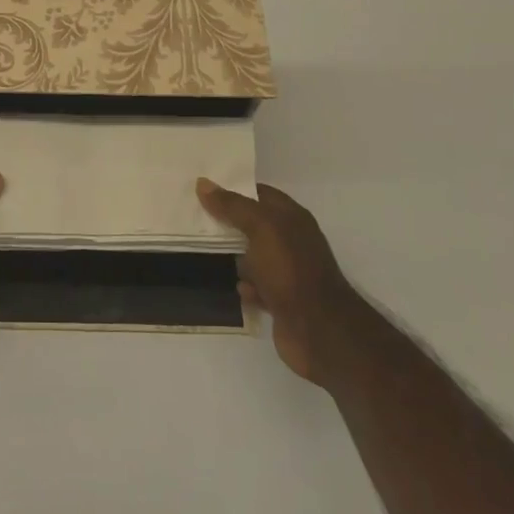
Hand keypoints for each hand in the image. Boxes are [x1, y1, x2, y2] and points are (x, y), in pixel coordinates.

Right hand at [197, 178, 345, 385]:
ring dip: (235, 259)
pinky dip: (246, 287)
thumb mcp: (260, 228)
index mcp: (292, 218)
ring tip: (207, 254)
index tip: (203, 189)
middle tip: (196, 220)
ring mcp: (288, 272)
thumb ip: (232, 206)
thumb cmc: (290, 270)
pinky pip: (257, 286)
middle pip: (253, 225)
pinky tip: (239, 289)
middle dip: (228, 224)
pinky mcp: (282, 300)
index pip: (260, 193)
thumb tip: (203, 183)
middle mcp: (292, 241)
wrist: (318, 330)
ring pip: (253, 257)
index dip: (233, 188)